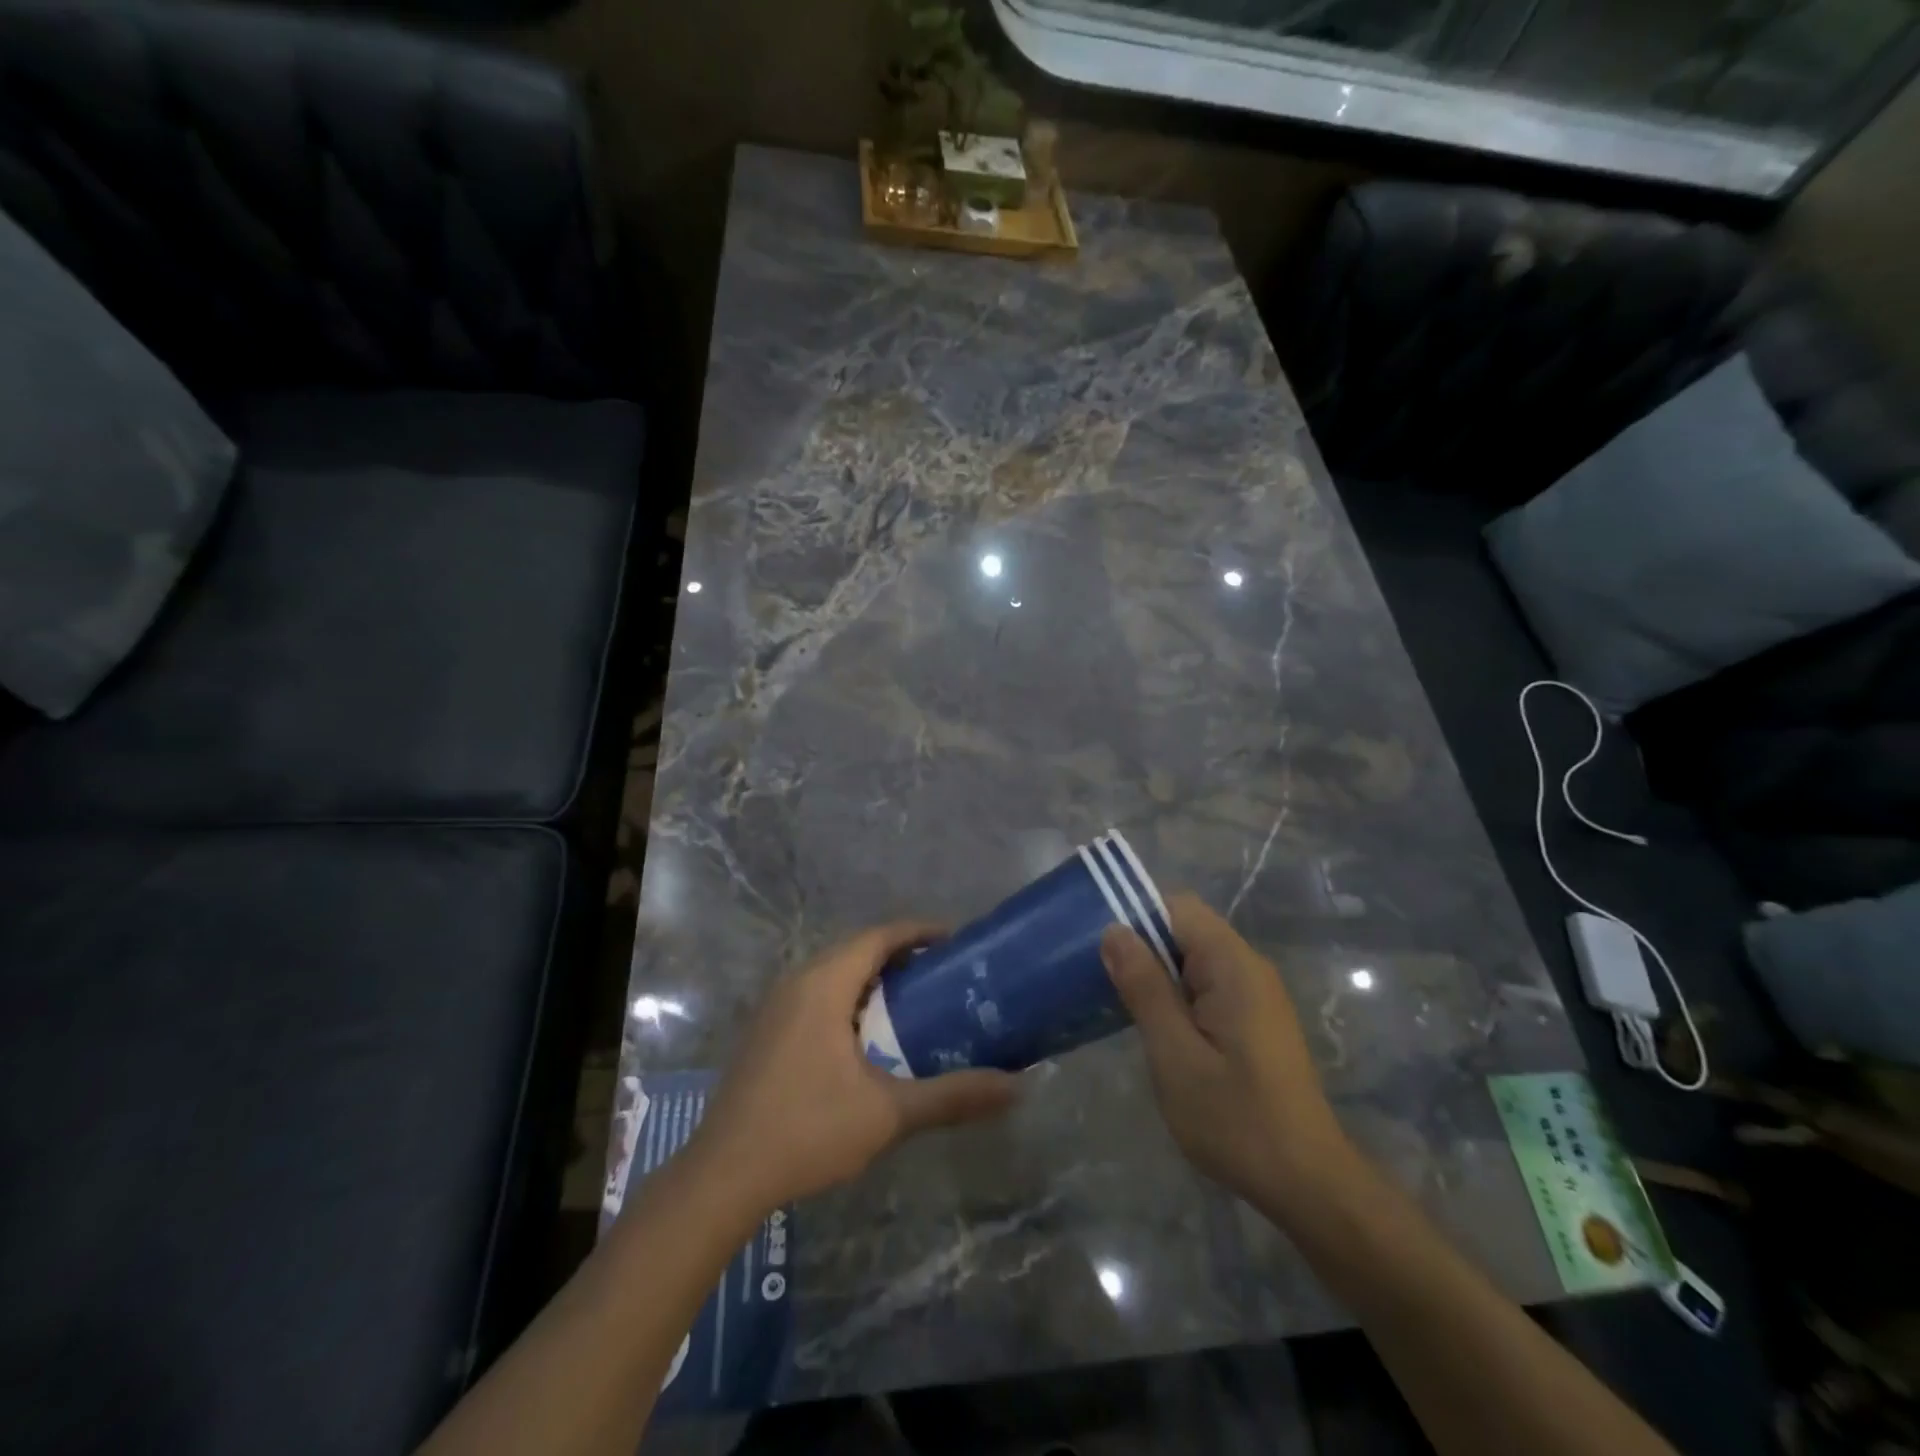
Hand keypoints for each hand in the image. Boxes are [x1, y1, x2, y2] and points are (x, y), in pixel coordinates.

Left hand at [688, 922, 1020, 1215]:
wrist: (723, 1176)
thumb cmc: (808, 1130)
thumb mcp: (888, 1113)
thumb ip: (952, 1096)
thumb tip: (1016, 1088)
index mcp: (824, 983)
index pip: (879, 936)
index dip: (919, 932)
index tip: (957, 941)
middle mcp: (798, 981)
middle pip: (857, 949)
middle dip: (901, 955)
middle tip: (943, 975)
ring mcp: (776, 1006)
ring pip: (834, 973)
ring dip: (873, 978)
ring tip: (914, 1002)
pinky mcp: (766, 1031)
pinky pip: (817, 994)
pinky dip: (849, 998)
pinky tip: (868, 1037)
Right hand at [1102, 894, 1353, 1219]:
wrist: (1307, 1184)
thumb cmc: (1236, 1119)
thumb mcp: (1175, 1054)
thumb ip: (1145, 987)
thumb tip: (1113, 930)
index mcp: (1232, 965)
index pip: (1178, 907)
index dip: (1135, 913)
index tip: (1096, 941)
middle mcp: (1248, 967)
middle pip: (1185, 929)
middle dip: (1141, 945)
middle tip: (1095, 974)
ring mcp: (1255, 994)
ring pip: (1193, 958)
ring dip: (1155, 972)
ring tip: (1113, 998)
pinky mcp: (1253, 1019)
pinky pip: (1206, 985)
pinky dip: (1175, 994)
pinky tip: (1151, 1024)